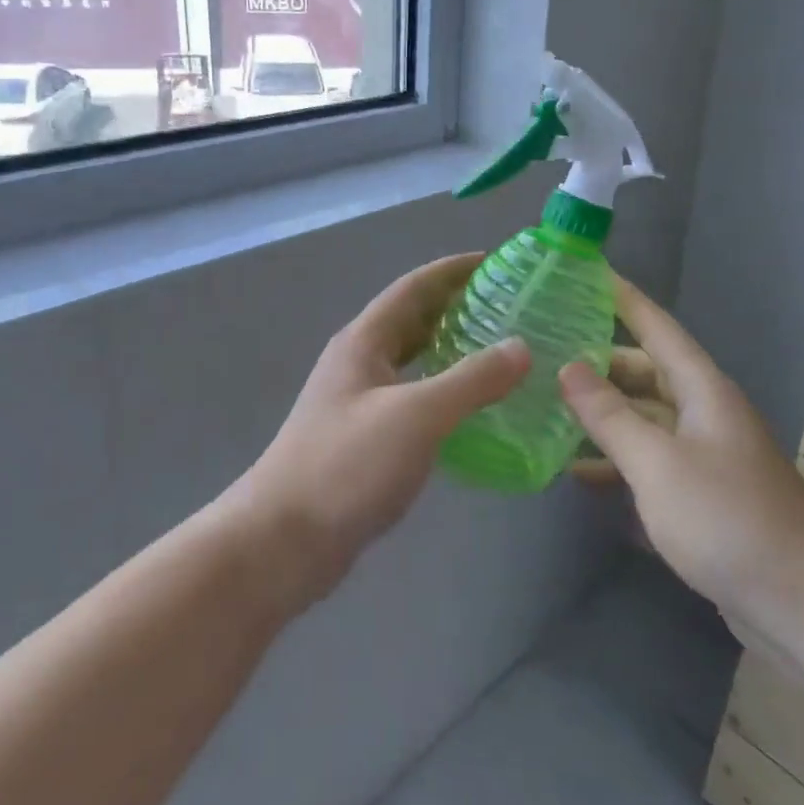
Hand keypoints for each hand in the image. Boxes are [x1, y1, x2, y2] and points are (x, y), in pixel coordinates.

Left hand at [230, 253, 530, 604]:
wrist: (282, 542)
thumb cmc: (346, 466)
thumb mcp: (417, 416)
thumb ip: (472, 380)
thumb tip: (521, 347)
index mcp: (364, 341)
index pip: (414, 287)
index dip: (453, 270)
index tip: (497, 262)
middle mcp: (359, 363)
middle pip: (412, 320)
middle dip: (456, 307)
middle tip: (509, 308)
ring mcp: (357, 402)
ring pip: (412, 361)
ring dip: (450, 350)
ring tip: (500, 353)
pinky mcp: (363, 439)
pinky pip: (411, 398)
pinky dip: (442, 392)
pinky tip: (470, 410)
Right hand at [558, 280, 803, 634]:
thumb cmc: (727, 518)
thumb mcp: (657, 463)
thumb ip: (609, 415)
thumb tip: (569, 367)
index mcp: (703, 391)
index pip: (658, 328)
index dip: (626, 300)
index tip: (591, 274)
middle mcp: (707, 414)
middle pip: (648, 374)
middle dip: (602, 364)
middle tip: (549, 356)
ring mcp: (707, 457)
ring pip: (647, 420)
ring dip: (606, 417)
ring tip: (551, 413)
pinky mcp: (704, 498)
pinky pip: (652, 463)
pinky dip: (619, 462)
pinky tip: (581, 473)